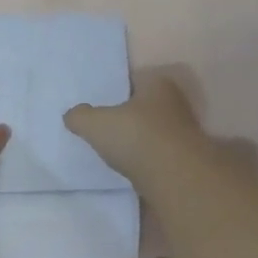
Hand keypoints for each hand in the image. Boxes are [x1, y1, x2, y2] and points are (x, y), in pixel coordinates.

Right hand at [65, 74, 204, 180]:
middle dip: (127, 115)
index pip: (133, 79)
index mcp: (158, 83)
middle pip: (144, 106)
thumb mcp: (95, 124)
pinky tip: (130, 166)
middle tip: (103, 125)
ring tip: (114, 148)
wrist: (175, 178)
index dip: (115, 90)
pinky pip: (158, 152)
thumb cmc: (136, 137)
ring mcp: (184, 131)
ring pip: (152, 130)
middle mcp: (176, 102)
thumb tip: (71, 115)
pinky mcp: (185, 158)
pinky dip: (145, 157)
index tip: (99, 103)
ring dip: (137, 138)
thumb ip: (80, 116)